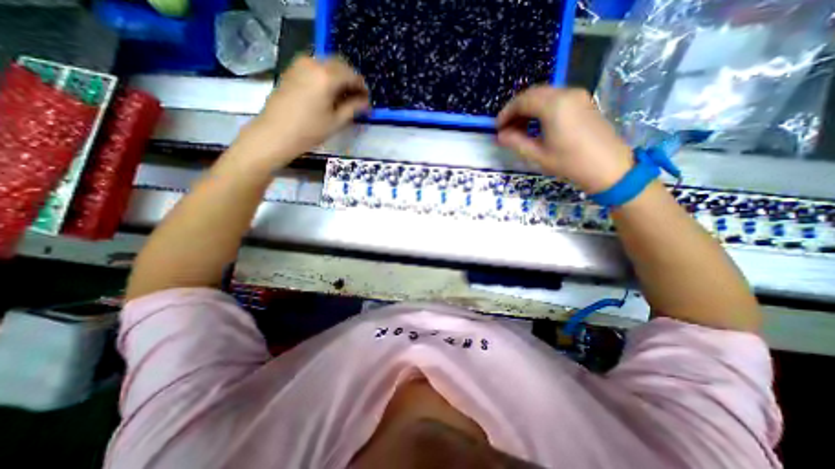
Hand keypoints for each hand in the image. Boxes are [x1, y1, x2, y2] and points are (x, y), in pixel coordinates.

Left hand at [230, 54, 367, 170]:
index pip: (352, 75)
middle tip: (357, 98)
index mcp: (327, 76)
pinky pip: (315, 66)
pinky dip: (326, 76)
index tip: (367, 100)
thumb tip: (366, 102)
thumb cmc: (309, 131)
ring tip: (343, 97)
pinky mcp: (293, 69)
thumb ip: (353, 108)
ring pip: (327, 64)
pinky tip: (328, 92)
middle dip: (351, 79)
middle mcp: (314, 63)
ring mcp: (301, 64)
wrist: (276, 133)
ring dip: (339, 77)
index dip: (362, 87)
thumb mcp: (336, 121)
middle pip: (340, 64)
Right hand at [495, 86, 633, 193]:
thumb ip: (516, 142)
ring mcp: (577, 95)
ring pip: (544, 94)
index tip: (497, 127)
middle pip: (533, 93)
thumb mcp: (538, 155)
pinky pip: (556, 98)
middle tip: (506, 128)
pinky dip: (541, 108)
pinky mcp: (583, 101)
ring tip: (519, 128)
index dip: (506, 113)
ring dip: (528, 108)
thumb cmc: (570, 163)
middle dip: (516, 109)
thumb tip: (500, 135)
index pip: (522, 101)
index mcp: (554, 105)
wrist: (608, 167)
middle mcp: (566, 93)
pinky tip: (536, 123)